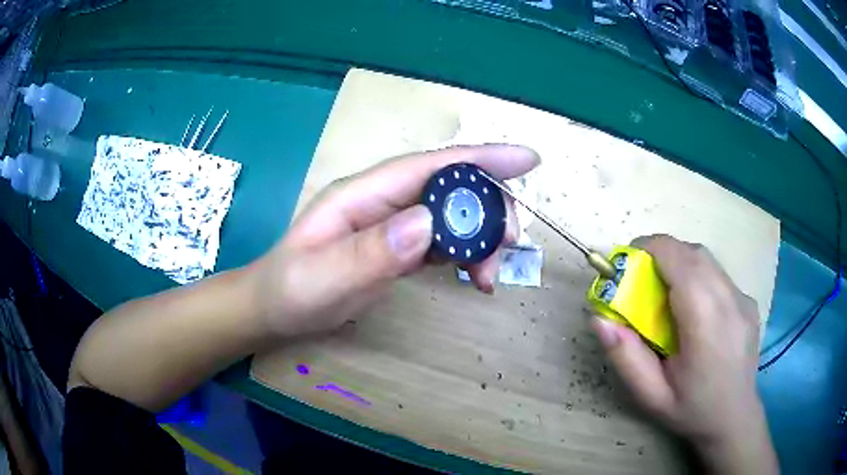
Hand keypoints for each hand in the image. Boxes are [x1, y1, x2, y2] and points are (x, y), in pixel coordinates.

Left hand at [251, 145, 539, 336]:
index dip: (482, 158)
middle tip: (507, 246)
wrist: (276, 309)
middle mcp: (385, 201)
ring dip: (482, 238)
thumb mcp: (323, 277)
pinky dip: (467, 255)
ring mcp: (394, 224)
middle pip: (452, 188)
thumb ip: (371, 253)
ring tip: (487, 276)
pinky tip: (475, 276)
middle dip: (489, 210)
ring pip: (454, 216)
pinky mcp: (400, 247)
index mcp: (364, 193)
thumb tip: (427, 224)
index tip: (528, 160)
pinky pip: (444, 242)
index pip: (431, 166)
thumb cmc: (291, 290)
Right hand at [591, 235, 777, 473]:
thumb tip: (599, 318)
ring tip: (665, 294)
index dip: (648, 249)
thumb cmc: (691, 411)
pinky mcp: (748, 300)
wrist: (734, 419)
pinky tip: (693, 309)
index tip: (625, 264)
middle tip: (640, 280)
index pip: (679, 259)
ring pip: (707, 260)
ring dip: (679, 263)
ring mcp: (743, 298)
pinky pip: (718, 275)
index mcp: (706, 323)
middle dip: (661, 254)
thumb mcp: (651, 395)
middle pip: (693, 253)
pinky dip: (698, 276)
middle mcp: (730, 300)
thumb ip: (626, 357)